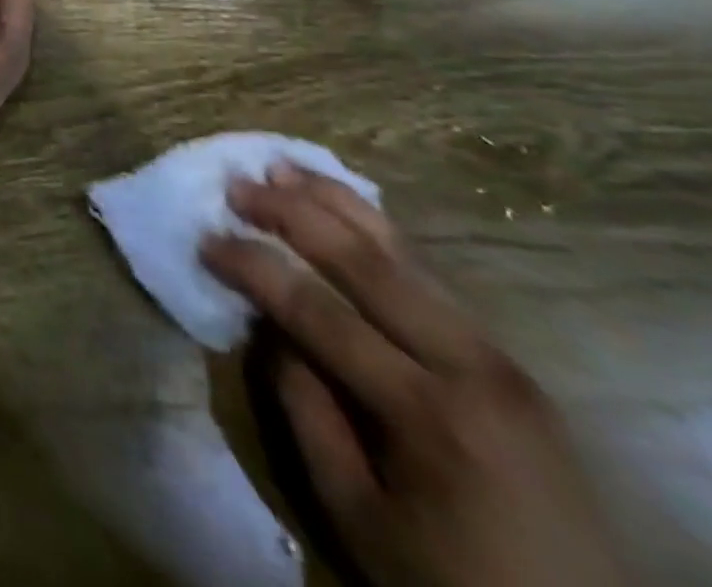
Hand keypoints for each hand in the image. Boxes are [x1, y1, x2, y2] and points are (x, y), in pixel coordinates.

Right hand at [203, 167, 626, 586]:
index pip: (318, 311)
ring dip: (335, 204)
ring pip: (404, 254)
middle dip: (292, 214)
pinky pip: (429, 275)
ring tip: (282, 167)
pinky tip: (342, 206)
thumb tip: (270, 327)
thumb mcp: (356, 512)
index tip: (204, 240)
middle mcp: (471, 367)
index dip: (253, 267)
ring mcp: (498, 356)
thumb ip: (306, 410)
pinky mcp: (506, 359)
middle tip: (236, 185)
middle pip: (365, 263)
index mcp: (428, 412)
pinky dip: (375, 231)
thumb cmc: (449, 578)